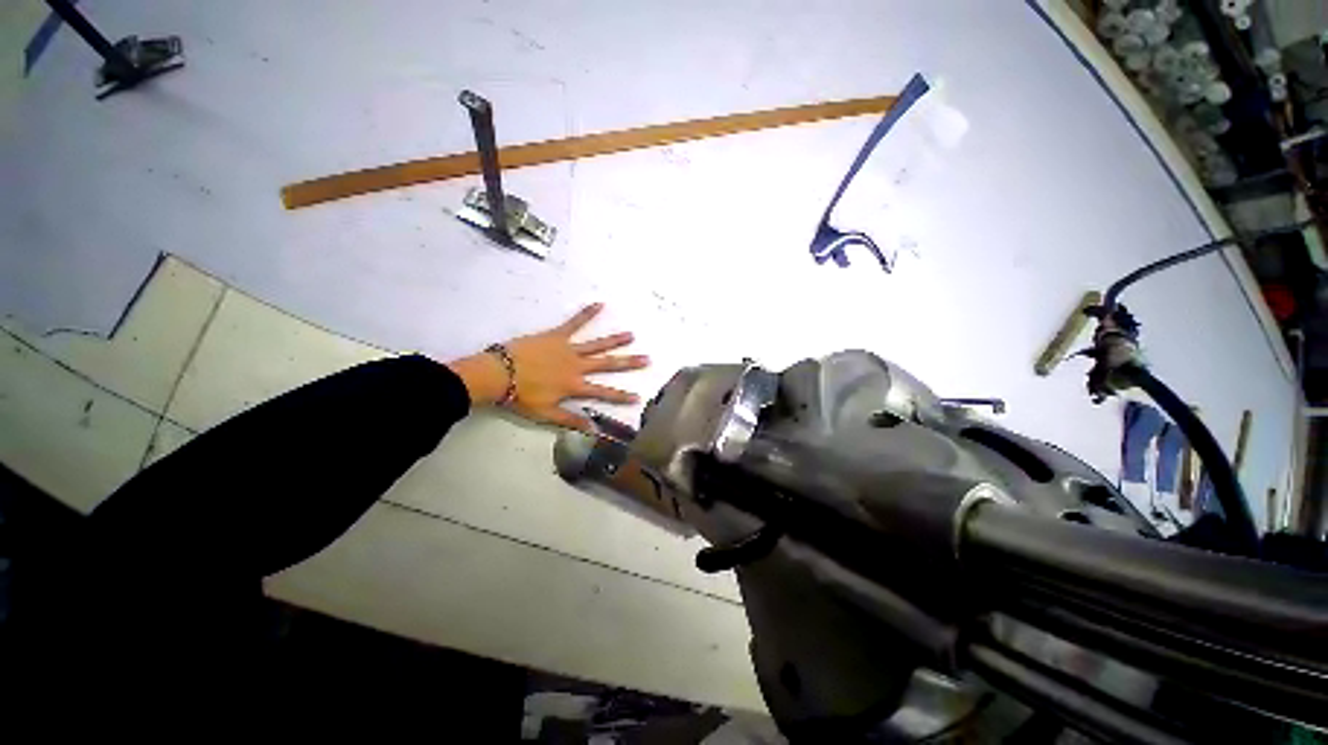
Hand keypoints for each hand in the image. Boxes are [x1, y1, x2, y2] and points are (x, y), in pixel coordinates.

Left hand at [447, 303, 648, 430]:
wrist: (498, 373)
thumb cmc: (521, 396)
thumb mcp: (546, 413)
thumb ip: (571, 419)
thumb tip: (594, 430)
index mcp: (575, 385)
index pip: (603, 392)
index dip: (621, 396)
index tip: (638, 397)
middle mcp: (577, 366)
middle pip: (607, 364)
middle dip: (628, 363)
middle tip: (646, 359)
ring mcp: (568, 349)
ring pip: (596, 344)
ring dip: (614, 340)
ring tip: (631, 335)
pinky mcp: (557, 335)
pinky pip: (574, 323)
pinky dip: (586, 313)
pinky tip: (600, 304)